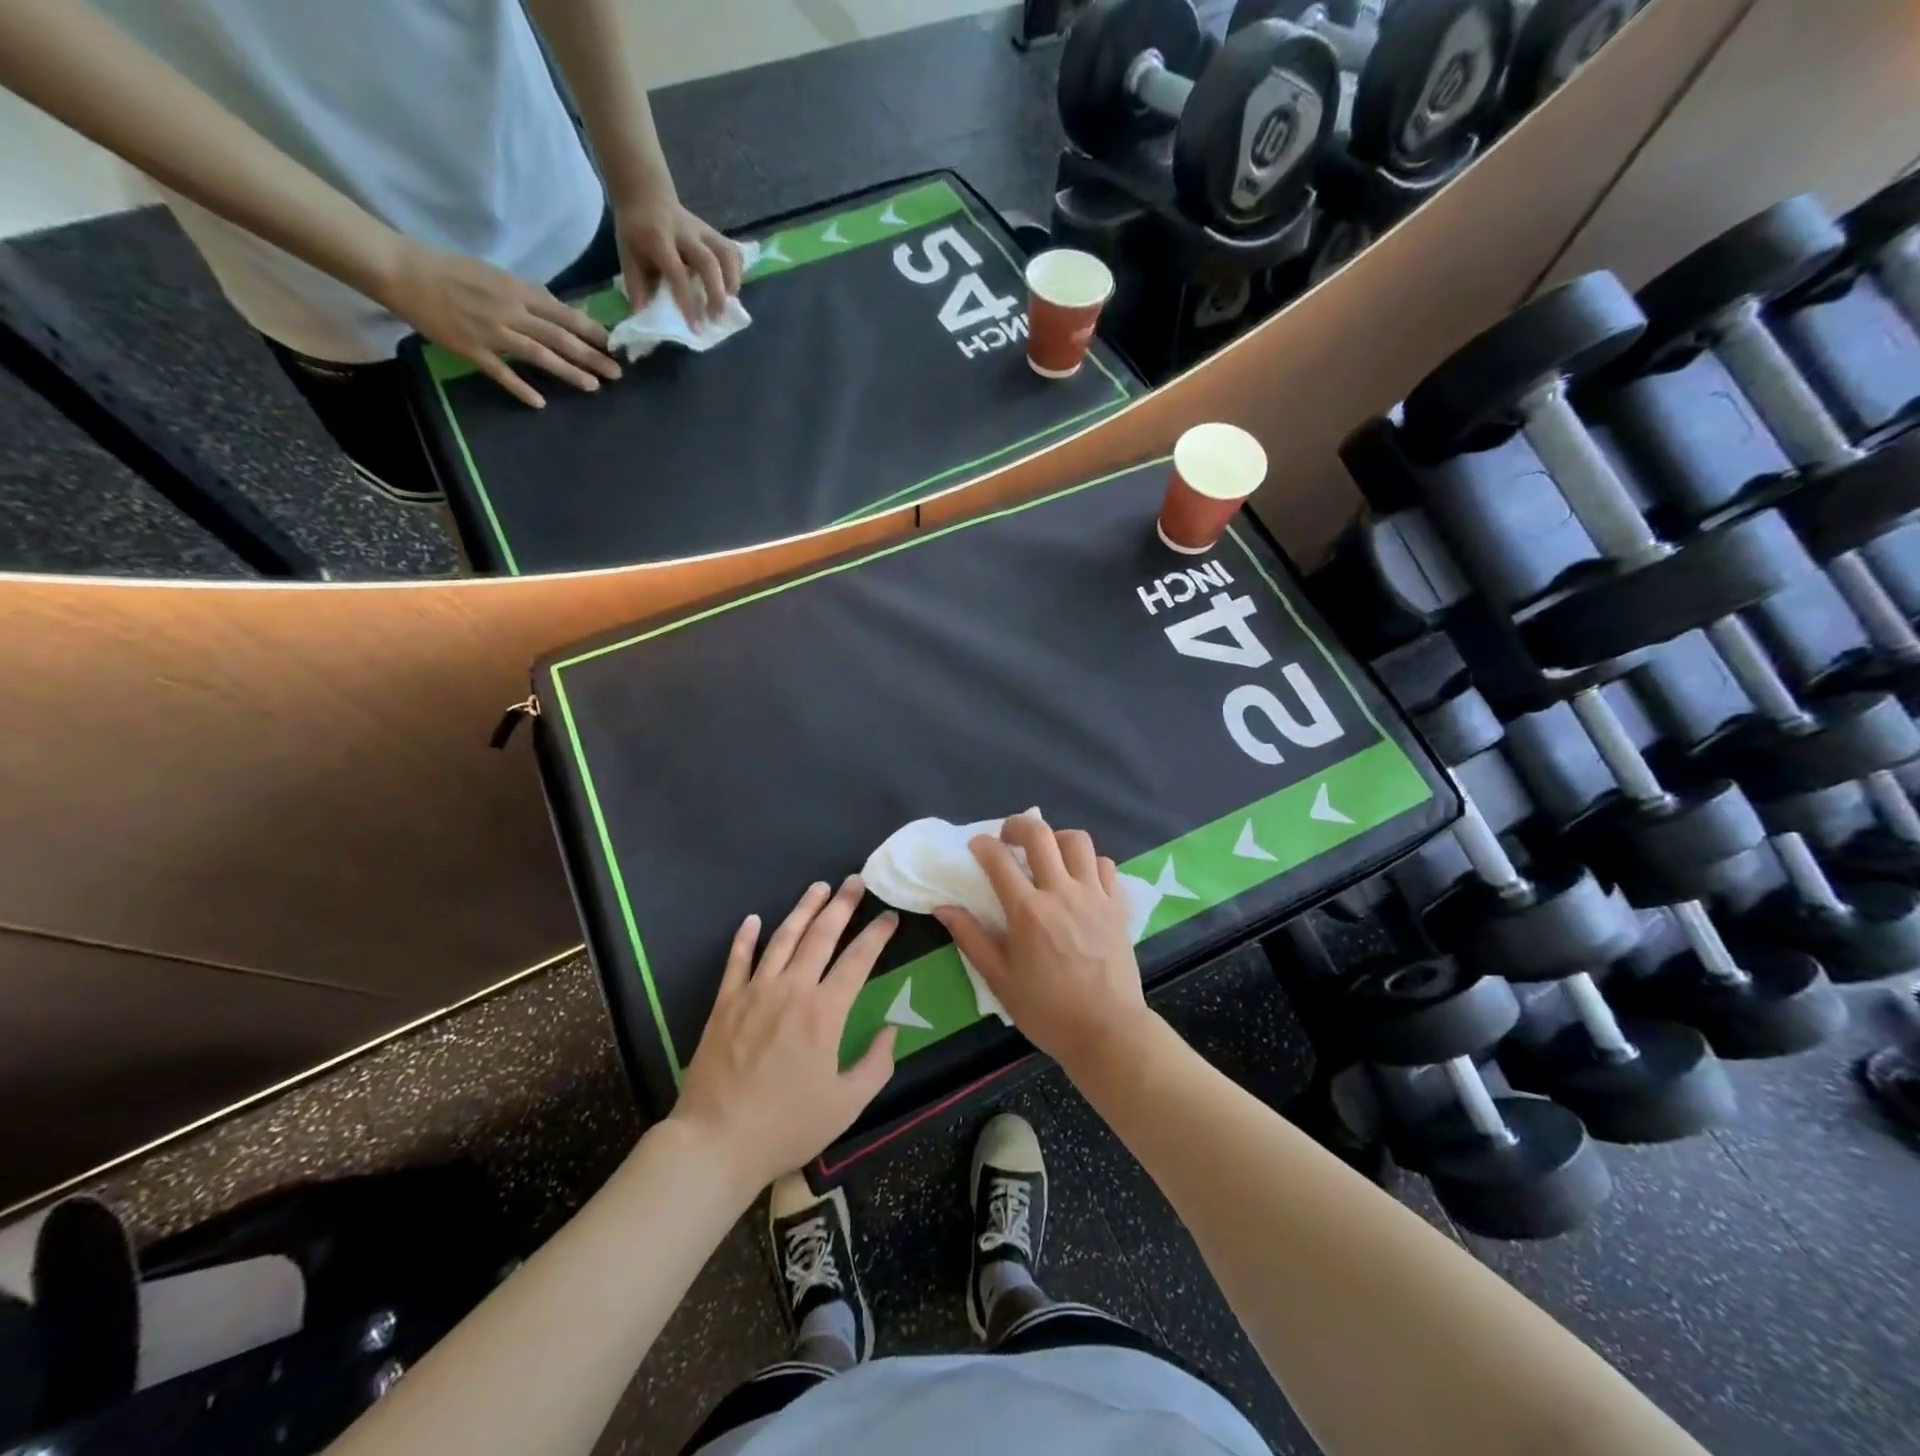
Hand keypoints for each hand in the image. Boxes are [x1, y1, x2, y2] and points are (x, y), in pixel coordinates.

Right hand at [383, 241, 618, 407]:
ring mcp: (492, 332)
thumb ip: (528, 295)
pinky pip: (501, 373)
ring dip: (569, 372)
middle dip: (592, 356)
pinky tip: (540, 403)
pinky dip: (521, 388)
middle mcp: (510, 311)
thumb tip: (561, 312)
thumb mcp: (496, 275)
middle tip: (617, 373)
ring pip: (539, 355)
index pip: (564, 314)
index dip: (591, 331)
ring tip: (593, 387)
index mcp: (516, 290)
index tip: (614, 345)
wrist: (402, 270)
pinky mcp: (472, 350)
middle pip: (559, 338)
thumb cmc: (451, 270)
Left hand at [616, 196, 742, 323]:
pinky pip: (731, 249)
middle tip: (716, 318)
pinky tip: (732, 286)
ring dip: (733, 280)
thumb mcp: (626, 253)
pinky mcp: (712, 231)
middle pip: (708, 262)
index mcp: (658, 239)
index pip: (677, 272)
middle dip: (716, 293)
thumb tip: (644, 314)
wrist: (644, 193)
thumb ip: (635, 283)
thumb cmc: (635, 230)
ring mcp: (701, 230)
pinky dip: (737, 269)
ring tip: (731, 302)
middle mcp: (683, 233)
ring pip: (725, 253)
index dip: (687, 301)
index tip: (695, 327)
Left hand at [672, 877, 897, 1192]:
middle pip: (821, 935)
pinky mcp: (725, 1003)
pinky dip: (745, 937)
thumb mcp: (847, 1105)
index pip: (858, 960)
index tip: (890, 915)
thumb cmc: (787, 1126)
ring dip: (803, 909)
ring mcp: (754, 992)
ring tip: (819, 887)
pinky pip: (737, 961)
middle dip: (842, 905)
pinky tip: (753, 919)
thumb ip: (876, 1064)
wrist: (716, 1141)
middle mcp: (791, 989)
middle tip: (856, 881)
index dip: (877, 934)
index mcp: (825, 1012)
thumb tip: (892, 1030)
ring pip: (783, 938)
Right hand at [934, 819, 1155, 1077]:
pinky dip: (1090, 863)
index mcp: (1027, 911)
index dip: (982, 845)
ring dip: (1057, 838)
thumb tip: (943, 908)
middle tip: (1008, 838)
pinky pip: (1106, 865)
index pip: (998, 859)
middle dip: (1018, 825)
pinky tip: (1080, 878)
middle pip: (1040, 834)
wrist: (1107, 1031)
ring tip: (1048, 853)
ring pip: (1078, 841)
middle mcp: (1061, 892)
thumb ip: (971, 938)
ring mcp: (1094, 895)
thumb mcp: (999, 979)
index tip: (976, 846)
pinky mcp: (1118, 905)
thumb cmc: (1047, 1010)